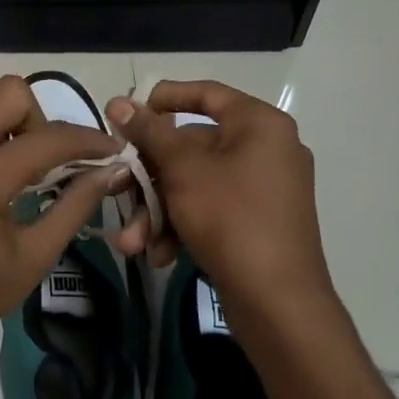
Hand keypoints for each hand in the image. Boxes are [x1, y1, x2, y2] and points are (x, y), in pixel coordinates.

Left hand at [0, 76, 120, 384]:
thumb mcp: (32, 257)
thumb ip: (74, 206)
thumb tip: (110, 171)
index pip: (48, 138)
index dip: (88, 139)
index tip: (110, 149)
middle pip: (7, 94)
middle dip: (39, 119)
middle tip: (45, 164)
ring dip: (5, 140)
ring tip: (11, 189)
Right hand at [105, 80, 332, 330]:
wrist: (280, 305)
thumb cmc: (231, 219)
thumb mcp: (182, 170)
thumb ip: (149, 132)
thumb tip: (118, 101)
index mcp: (259, 124)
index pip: (205, 93)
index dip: (162, 98)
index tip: (126, 113)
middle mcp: (266, 149)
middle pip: (192, 146)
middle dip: (149, 177)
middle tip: (119, 190)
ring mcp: (264, 188)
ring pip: (195, 183)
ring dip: (158, 209)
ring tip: (133, 240)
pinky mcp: (258, 222)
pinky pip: (211, 208)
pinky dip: (182, 225)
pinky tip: (159, 253)